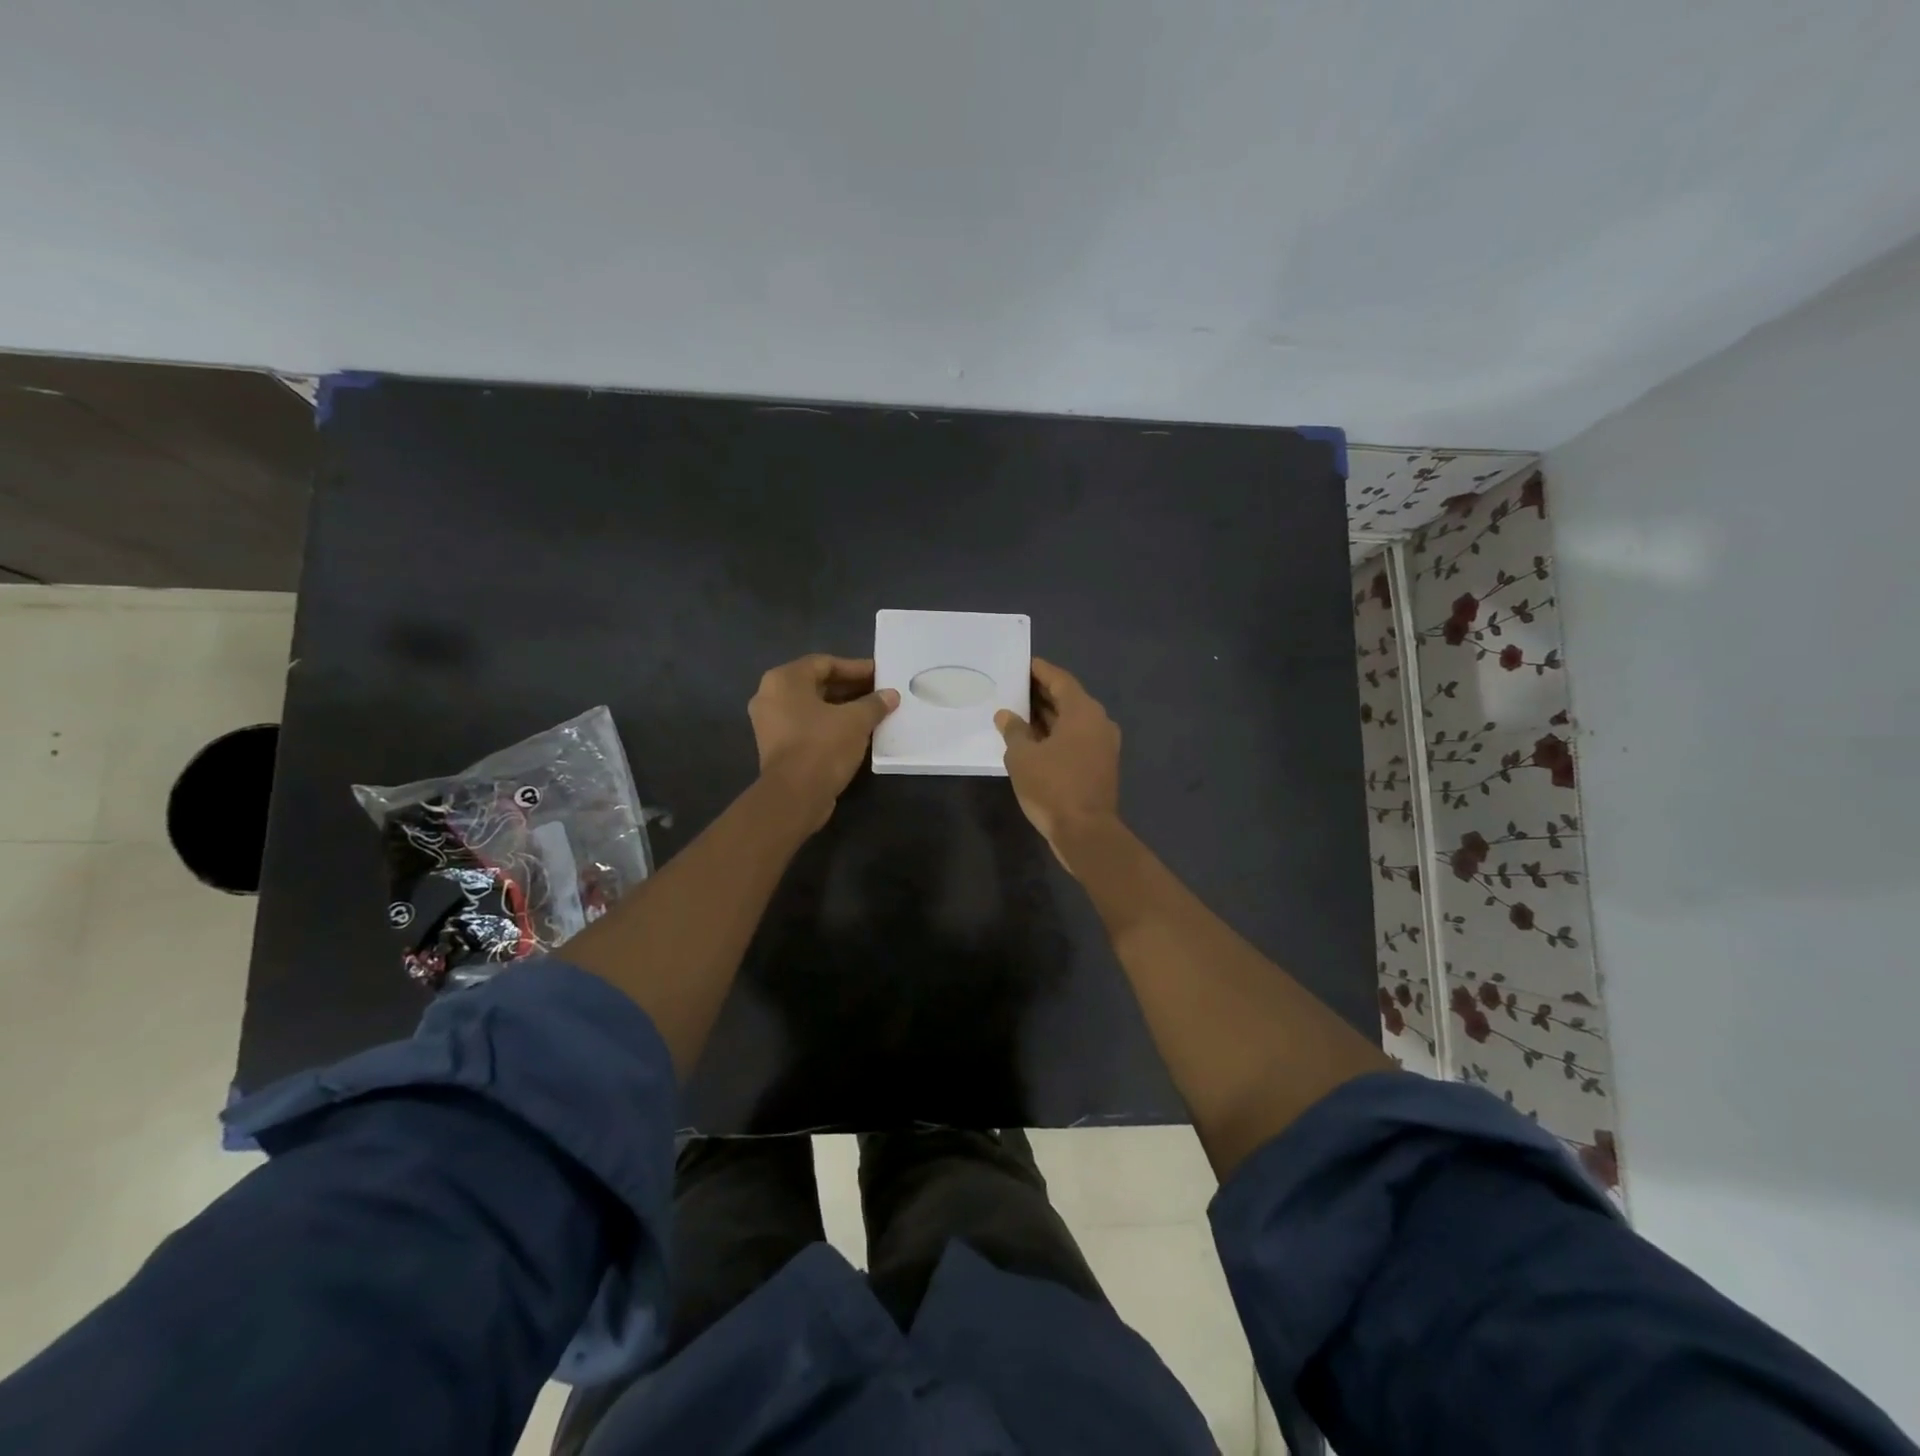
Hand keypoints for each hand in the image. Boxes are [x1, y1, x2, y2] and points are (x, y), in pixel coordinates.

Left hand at [749, 654, 897, 830]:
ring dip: (842, 708)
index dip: (855, 667)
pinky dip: (830, 725)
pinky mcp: (777, 747)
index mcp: (784, 680)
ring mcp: (770, 723)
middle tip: (879, 692)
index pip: (825, 663)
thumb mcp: (856, 721)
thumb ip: (874, 703)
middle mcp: (770, 696)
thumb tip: (891, 695)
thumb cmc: (823, 746)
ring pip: (812, 707)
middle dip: (850, 688)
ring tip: (872, 712)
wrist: (794, 796)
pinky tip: (856, 732)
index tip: (880, 674)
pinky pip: (807, 726)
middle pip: (817, 684)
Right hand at [995, 658, 1121, 872]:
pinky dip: (1056, 734)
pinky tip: (1033, 740)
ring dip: (1048, 716)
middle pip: (1069, 699)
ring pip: (1073, 721)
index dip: (1041, 671)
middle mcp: (1098, 722)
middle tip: (1015, 687)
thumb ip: (1014, 731)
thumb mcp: (1023, 757)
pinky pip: (1076, 739)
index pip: (1060, 680)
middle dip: (1042, 693)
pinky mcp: (1100, 765)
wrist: (1086, 832)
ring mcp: (1103, 745)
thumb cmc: (1053, 787)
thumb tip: (1006, 715)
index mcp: (1083, 712)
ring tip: (1019, 712)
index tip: (1024, 664)